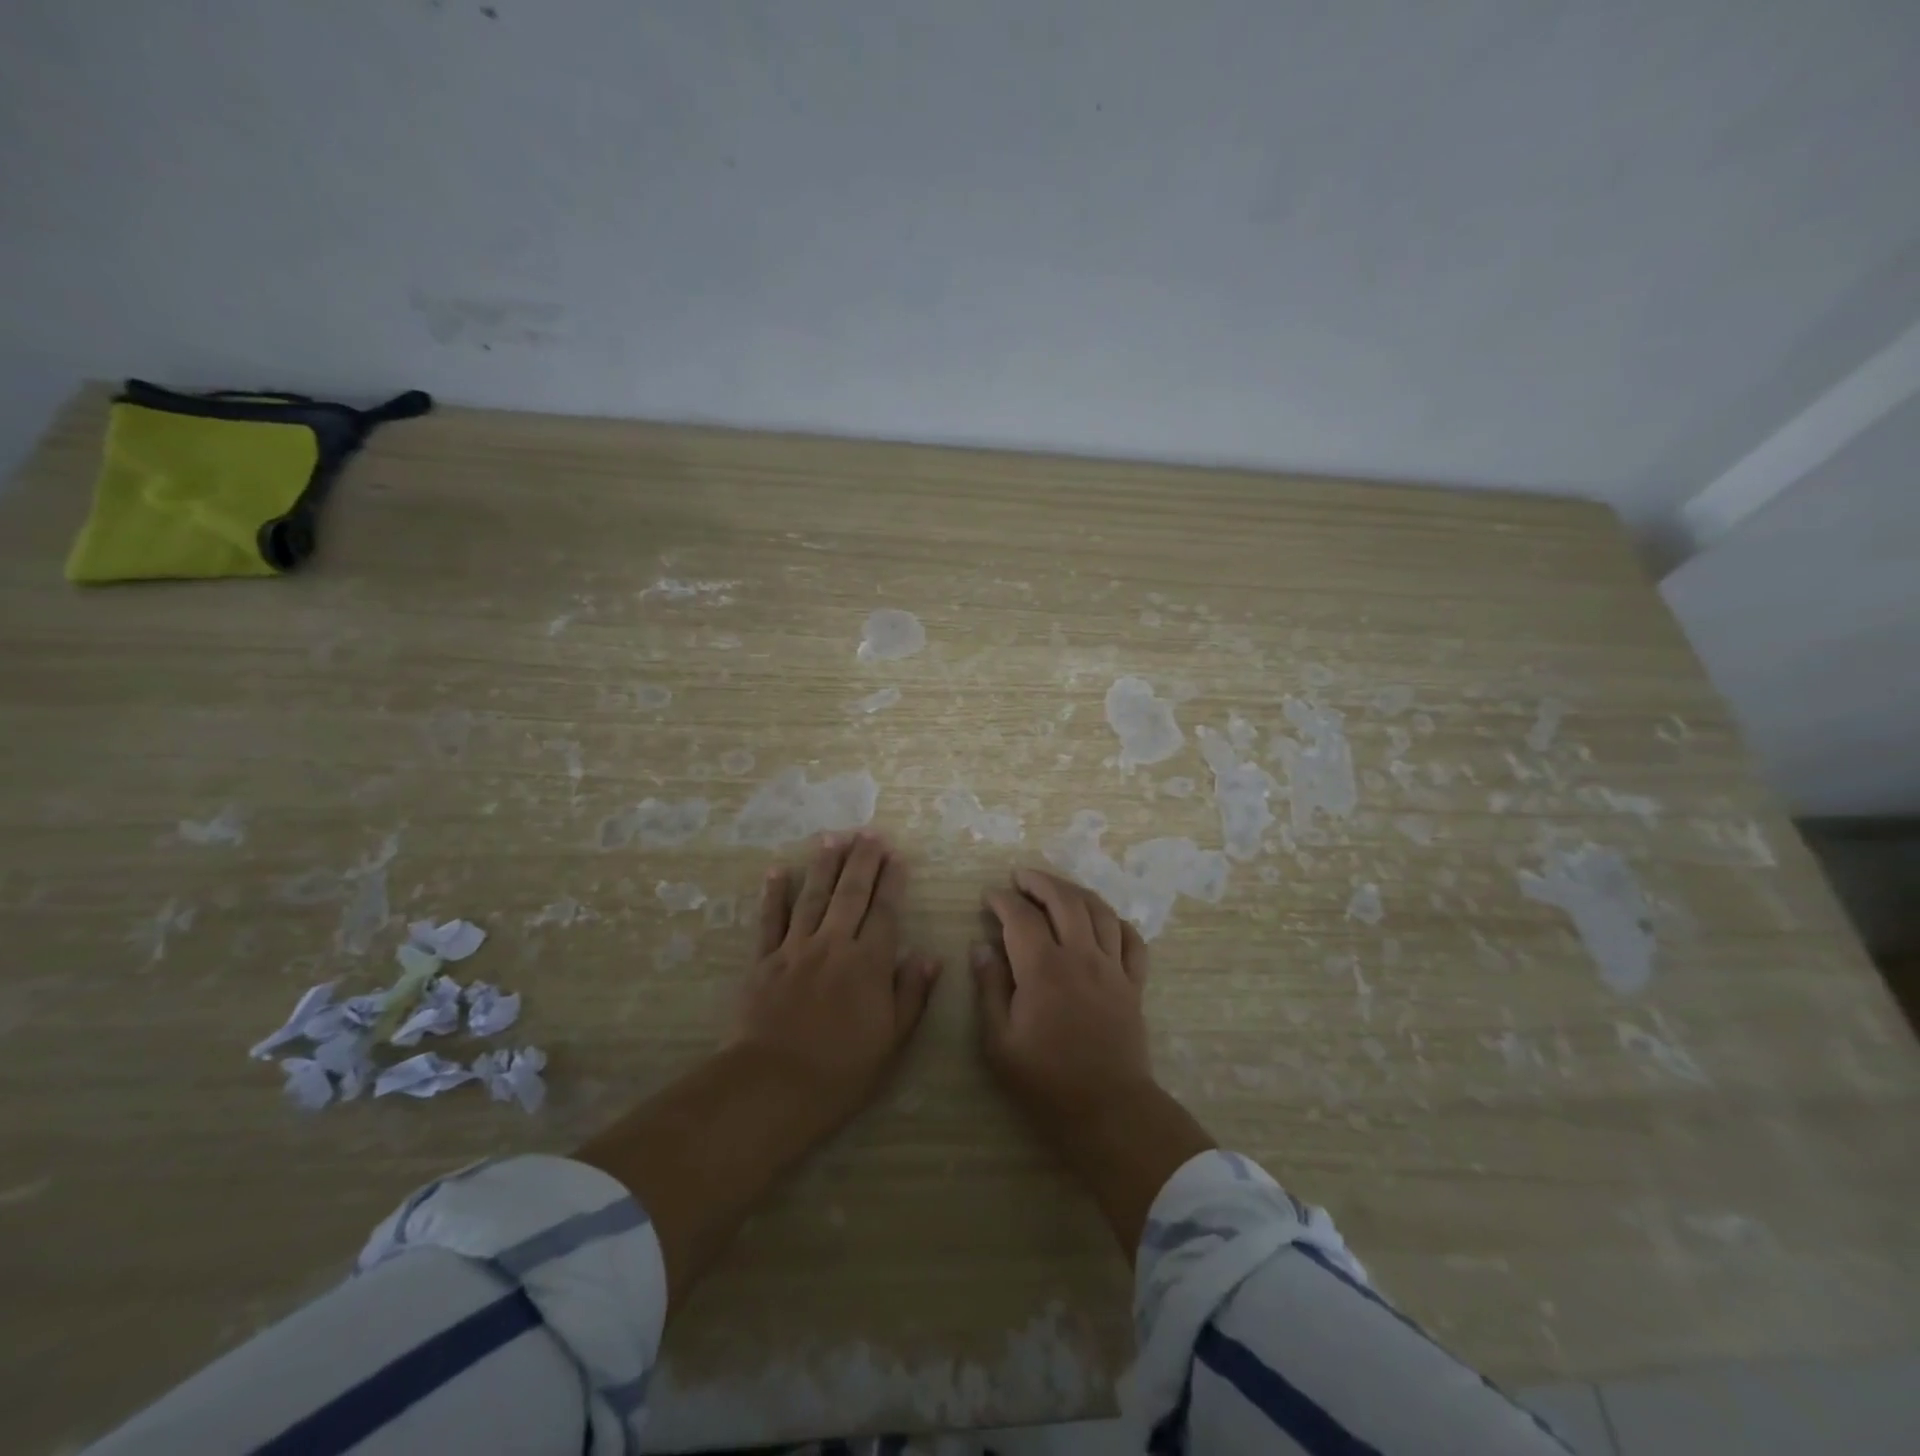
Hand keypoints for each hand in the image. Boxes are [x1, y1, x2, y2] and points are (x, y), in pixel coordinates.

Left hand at [733, 830, 941, 1124]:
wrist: (773, 1086)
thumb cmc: (841, 1070)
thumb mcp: (891, 1041)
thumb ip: (911, 995)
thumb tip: (929, 956)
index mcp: (868, 963)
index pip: (884, 911)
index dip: (892, 881)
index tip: (897, 854)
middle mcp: (833, 945)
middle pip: (851, 894)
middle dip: (862, 860)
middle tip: (869, 832)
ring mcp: (795, 949)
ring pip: (813, 897)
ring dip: (824, 865)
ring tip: (833, 837)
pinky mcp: (763, 961)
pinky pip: (770, 920)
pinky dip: (774, 894)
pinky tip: (777, 870)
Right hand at [973, 867, 1154, 1132]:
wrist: (1108, 1111)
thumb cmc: (1046, 1082)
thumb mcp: (999, 1043)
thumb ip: (989, 989)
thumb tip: (981, 948)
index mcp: (1044, 969)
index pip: (1021, 917)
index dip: (1003, 900)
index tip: (989, 896)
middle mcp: (1081, 957)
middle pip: (1064, 900)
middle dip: (1039, 881)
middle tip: (1020, 877)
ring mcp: (1113, 968)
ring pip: (1099, 911)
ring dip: (1075, 891)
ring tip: (1057, 889)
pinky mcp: (1133, 984)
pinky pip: (1132, 940)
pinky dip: (1116, 922)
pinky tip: (1103, 921)